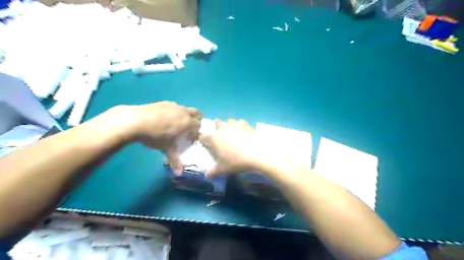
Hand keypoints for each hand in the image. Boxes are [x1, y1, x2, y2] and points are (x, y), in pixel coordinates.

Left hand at [111, 102, 202, 174]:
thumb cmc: (155, 136)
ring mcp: (174, 105)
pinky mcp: (164, 102)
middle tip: (188, 129)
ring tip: (174, 124)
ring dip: (185, 115)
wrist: (136, 121)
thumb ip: (175, 160)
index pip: (199, 125)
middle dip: (196, 120)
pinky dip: (174, 112)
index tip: (189, 138)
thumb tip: (179, 173)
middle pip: (197, 113)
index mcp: (188, 122)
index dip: (196, 132)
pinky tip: (163, 119)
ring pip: (185, 109)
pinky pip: (174, 107)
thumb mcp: (166, 149)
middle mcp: (184, 112)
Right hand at [199, 119, 268, 176]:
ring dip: (228, 125)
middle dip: (216, 128)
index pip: (203, 136)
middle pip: (216, 122)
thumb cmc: (236, 161)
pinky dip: (240, 126)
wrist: (256, 153)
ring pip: (228, 121)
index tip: (203, 142)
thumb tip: (207, 176)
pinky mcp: (245, 124)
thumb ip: (213, 172)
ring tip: (232, 134)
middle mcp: (222, 128)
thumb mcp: (223, 169)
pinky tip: (243, 132)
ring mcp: (234, 124)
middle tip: (220, 137)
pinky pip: (240, 122)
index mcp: (214, 138)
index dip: (202, 139)